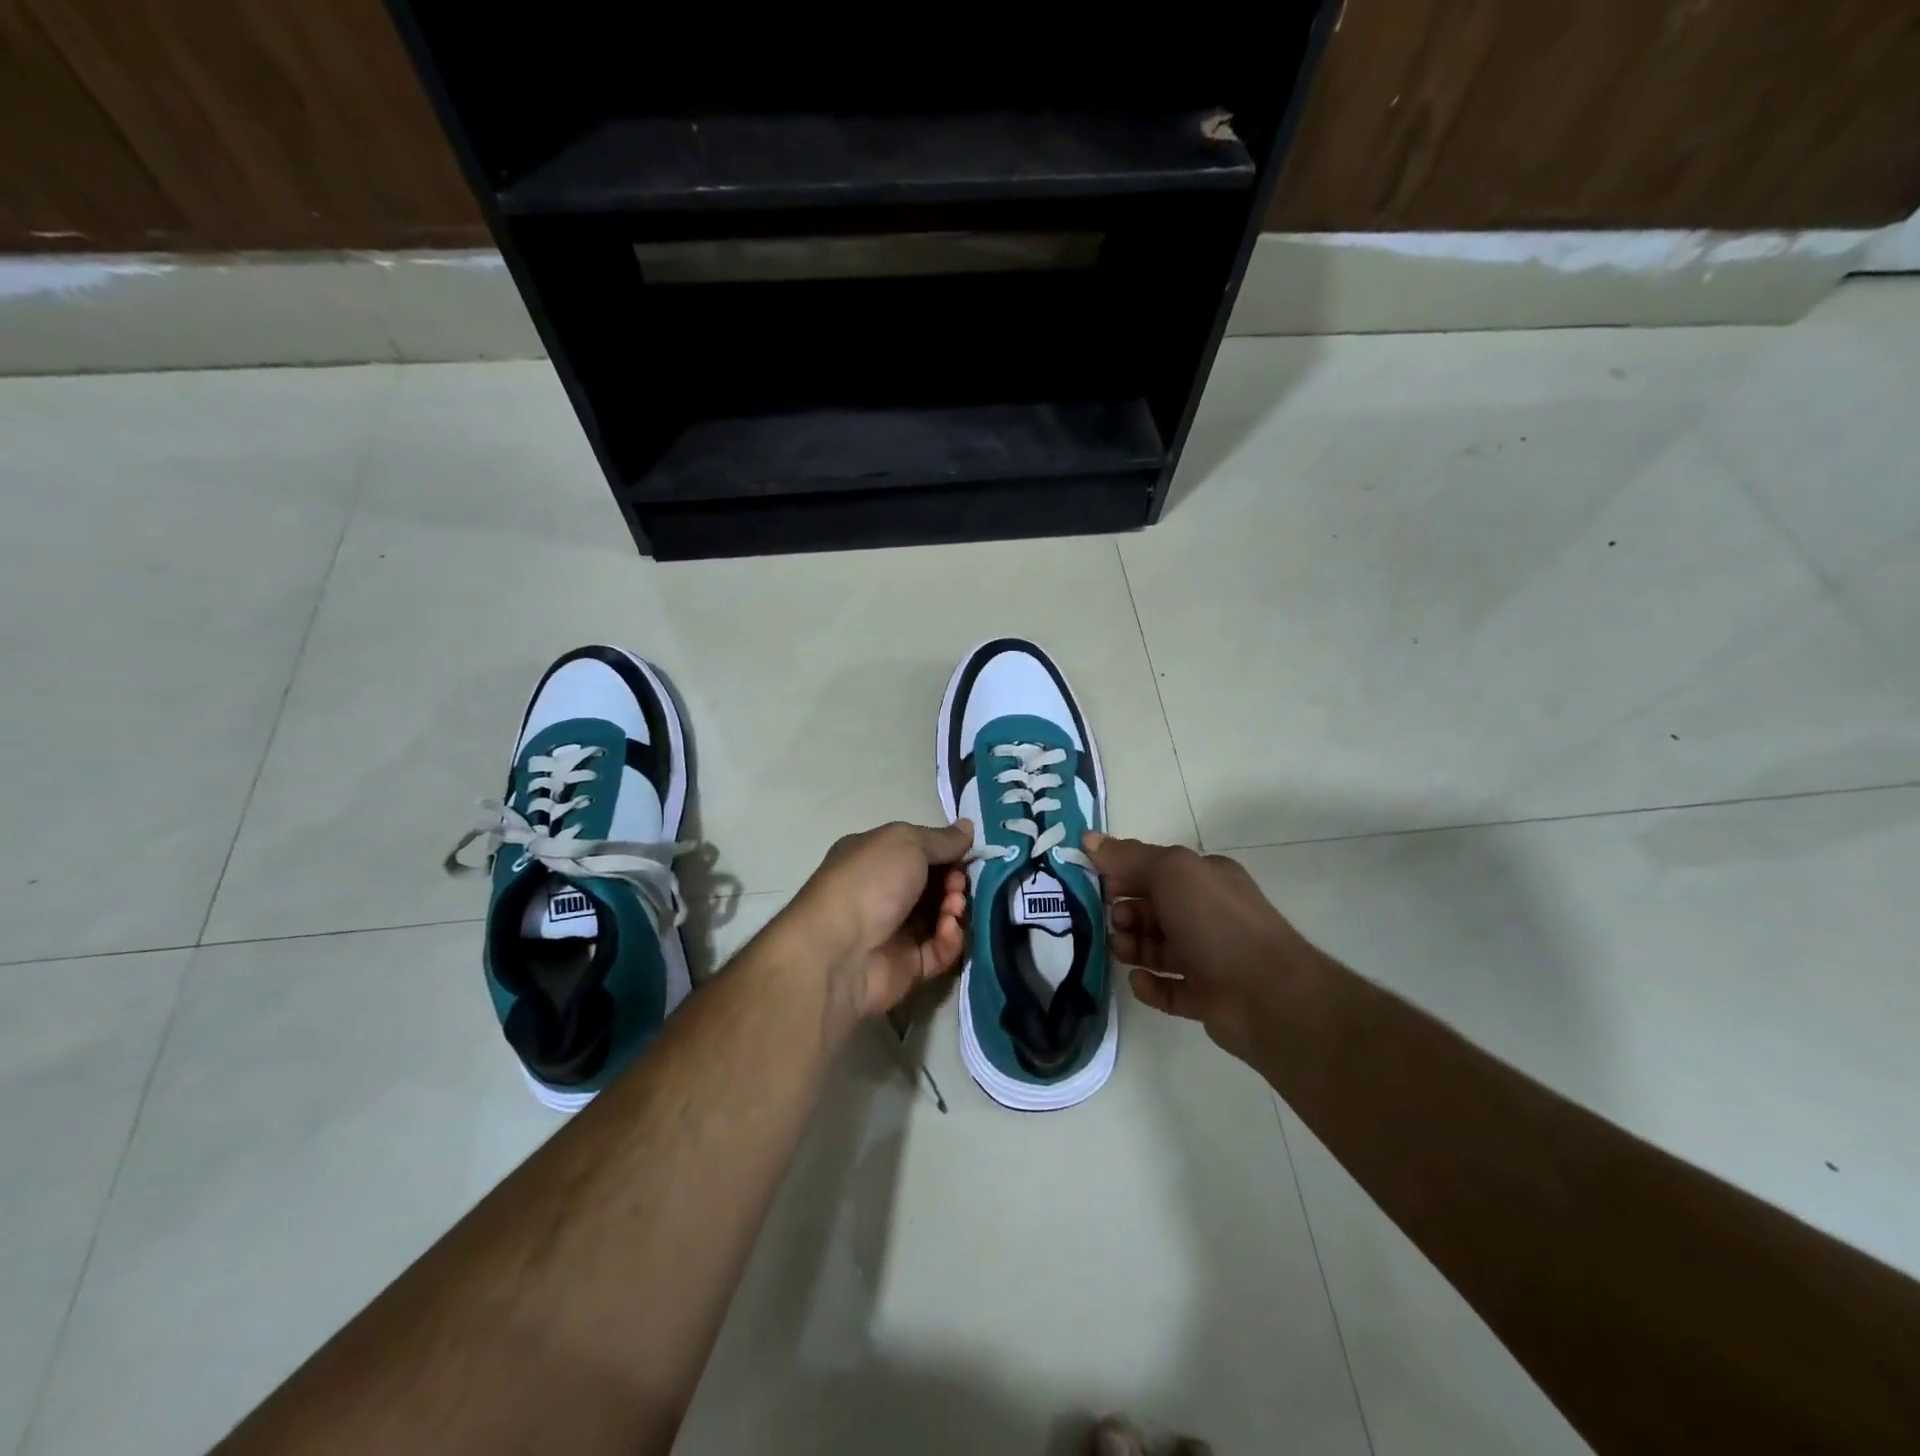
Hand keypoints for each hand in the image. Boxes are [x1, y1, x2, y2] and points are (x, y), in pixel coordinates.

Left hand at [790, 820, 972, 1026]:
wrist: (838, 952)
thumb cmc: (869, 883)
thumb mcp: (906, 843)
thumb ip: (942, 839)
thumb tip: (968, 827)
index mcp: (875, 857)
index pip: (920, 850)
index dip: (947, 851)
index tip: (967, 854)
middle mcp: (883, 892)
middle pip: (934, 884)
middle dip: (954, 881)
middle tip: (957, 884)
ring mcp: (895, 930)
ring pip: (941, 917)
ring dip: (955, 909)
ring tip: (953, 908)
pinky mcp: (907, 966)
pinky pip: (940, 950)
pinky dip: (949, 939)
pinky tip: (948, 930)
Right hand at [1084, 832, 1320, 1063]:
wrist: (1267, 994)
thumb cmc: (1216, 922)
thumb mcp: (1171, 872)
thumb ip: (1128, 857)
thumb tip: (1088, 838)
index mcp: (1204, 878)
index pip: (1153, 870)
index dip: (1122, 875)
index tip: (1094, 885)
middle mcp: (1207, 914)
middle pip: (1152, 910)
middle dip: (1125, 914)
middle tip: (1115, 924)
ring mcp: (1208, 957)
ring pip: (1156, 949)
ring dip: (1132, 948)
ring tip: (1123, 952)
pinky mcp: (1205, 997)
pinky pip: (1167, 989)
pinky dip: (1149, 985)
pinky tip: (1140, 981)